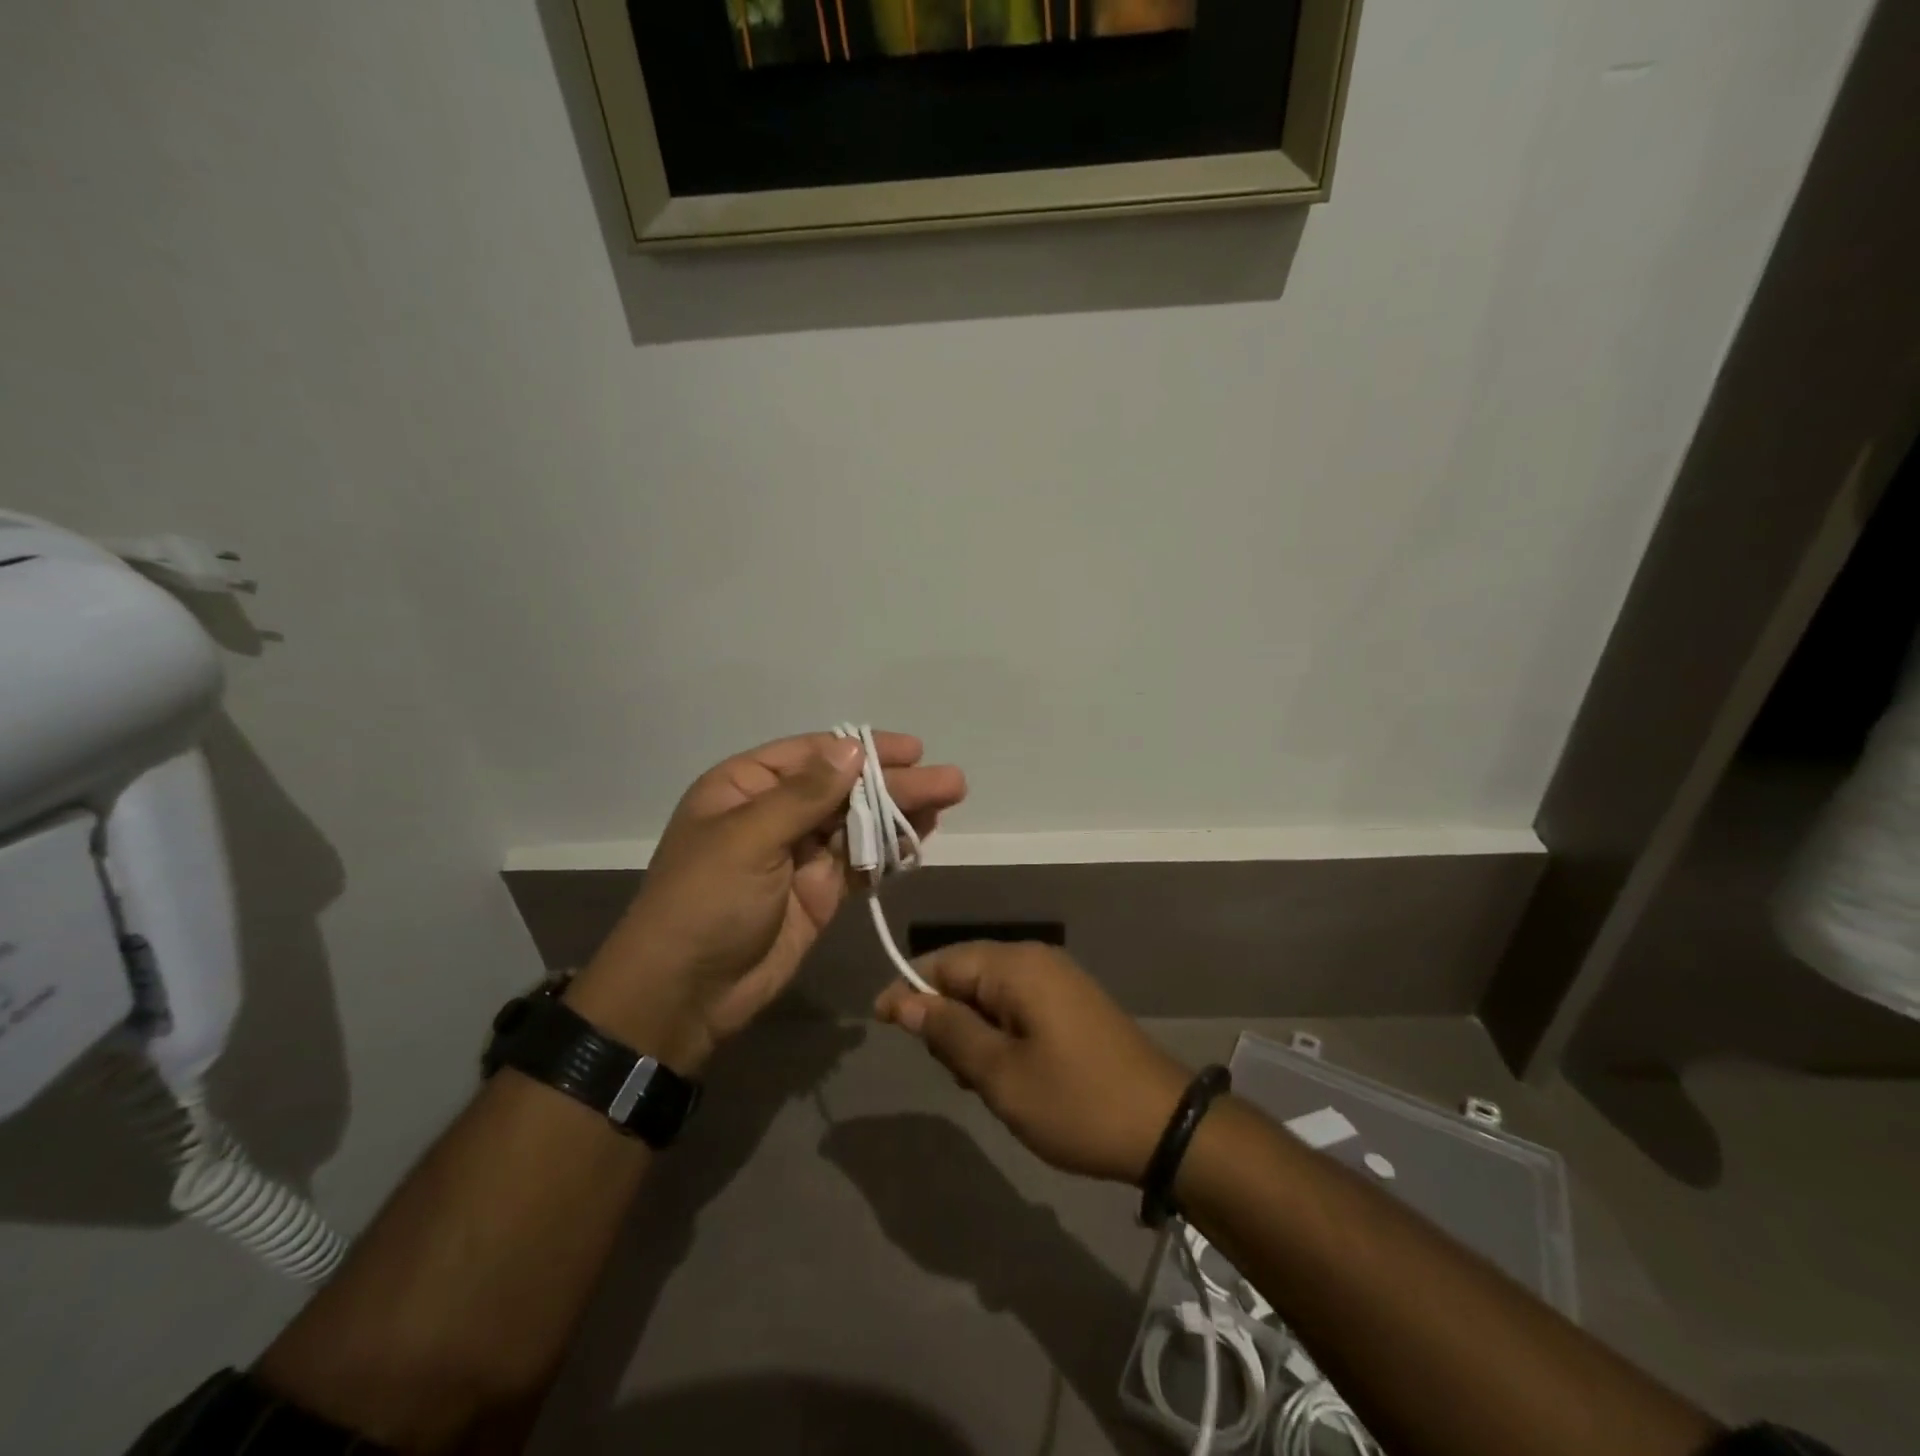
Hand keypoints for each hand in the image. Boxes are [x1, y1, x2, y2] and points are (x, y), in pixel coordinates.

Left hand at [569, 732, 965, 1070]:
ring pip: (858, 823)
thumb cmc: (705, 902)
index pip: (812, 755)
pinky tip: (921, 837)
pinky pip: (861, 862)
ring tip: (949, 798)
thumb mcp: (748, 839)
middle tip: (949, 780)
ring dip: (901, 812)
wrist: (685, 994)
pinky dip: (890, 850)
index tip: (911, 750)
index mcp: (745, 788)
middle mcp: (774, 814)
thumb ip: (805, 795)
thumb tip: (852, 748)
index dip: (863, 749)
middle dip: (895, 783)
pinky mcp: (820, 892)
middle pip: (844, 788)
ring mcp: (800, 855)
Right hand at [874, 943, 1189, 1183]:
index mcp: (1017, 967)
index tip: (879, 1022)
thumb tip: (903, 1000)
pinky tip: (1005, 1073)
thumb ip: (949, 1031)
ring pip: (991, 993)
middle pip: (967, 974)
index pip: (944, 962)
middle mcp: (1037, 960)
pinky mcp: (1072, 1004)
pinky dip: (999, 1033)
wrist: (1165, 1126)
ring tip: (978, 1080)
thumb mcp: (1001, 1074)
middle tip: (946, 1069)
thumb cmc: (1075, 1101)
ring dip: (972, 1030)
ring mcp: (1059, 981)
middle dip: (944, 1015)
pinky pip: (1018, 1006)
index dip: (908, 989)